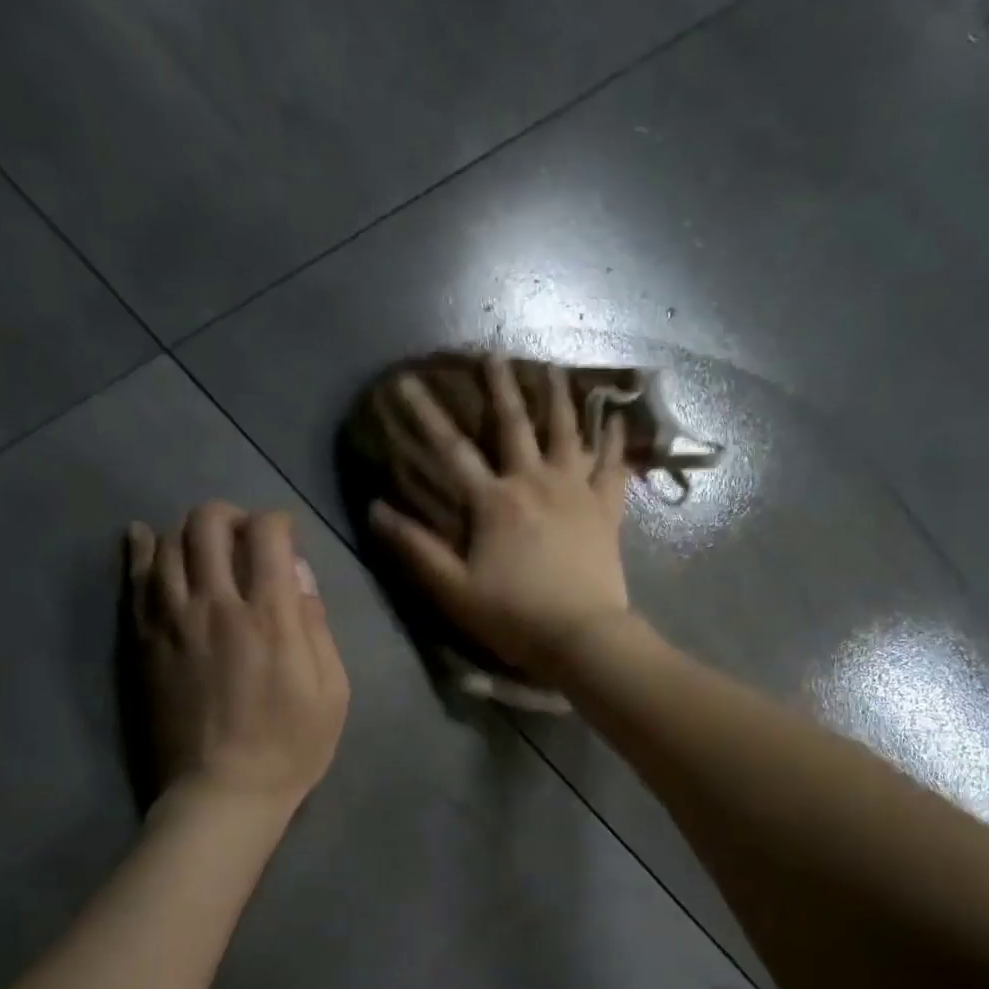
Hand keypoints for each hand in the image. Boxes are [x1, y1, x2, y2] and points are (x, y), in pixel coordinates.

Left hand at [126, 505, 349, 812]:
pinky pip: (133, 580)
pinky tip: (142, 537)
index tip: (284, 536)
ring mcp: (172, 622)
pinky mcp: (143, 642)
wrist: (221, 794)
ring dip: (188, 532)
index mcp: (270, 617)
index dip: (277, 523)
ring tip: (203, 546)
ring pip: (167, 544)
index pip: (267, 535)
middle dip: (229, 517)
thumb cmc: (290, 748)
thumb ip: (317, 629)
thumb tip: (300, 580)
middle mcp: (216, 604)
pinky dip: (138, 550)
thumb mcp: (332, 693)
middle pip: (208, 525)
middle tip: (242, 536)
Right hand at [368, 355, 632, 679]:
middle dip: (500, 386)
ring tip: (553, 367)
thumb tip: (375, 510)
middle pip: (515, 424)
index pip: (451, 449)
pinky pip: (612, 465)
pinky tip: (614, 417)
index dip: (425, 414)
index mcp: (494, 502)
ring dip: (558, 397)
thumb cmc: (514, 616)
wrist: (583, 636)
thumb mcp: (453, 589)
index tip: (405, 381)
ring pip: (567, 432)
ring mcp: (576, 491)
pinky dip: (613, 440)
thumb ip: (416, 549)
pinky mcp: (606, 509)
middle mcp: (535, 482)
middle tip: (493, 351)